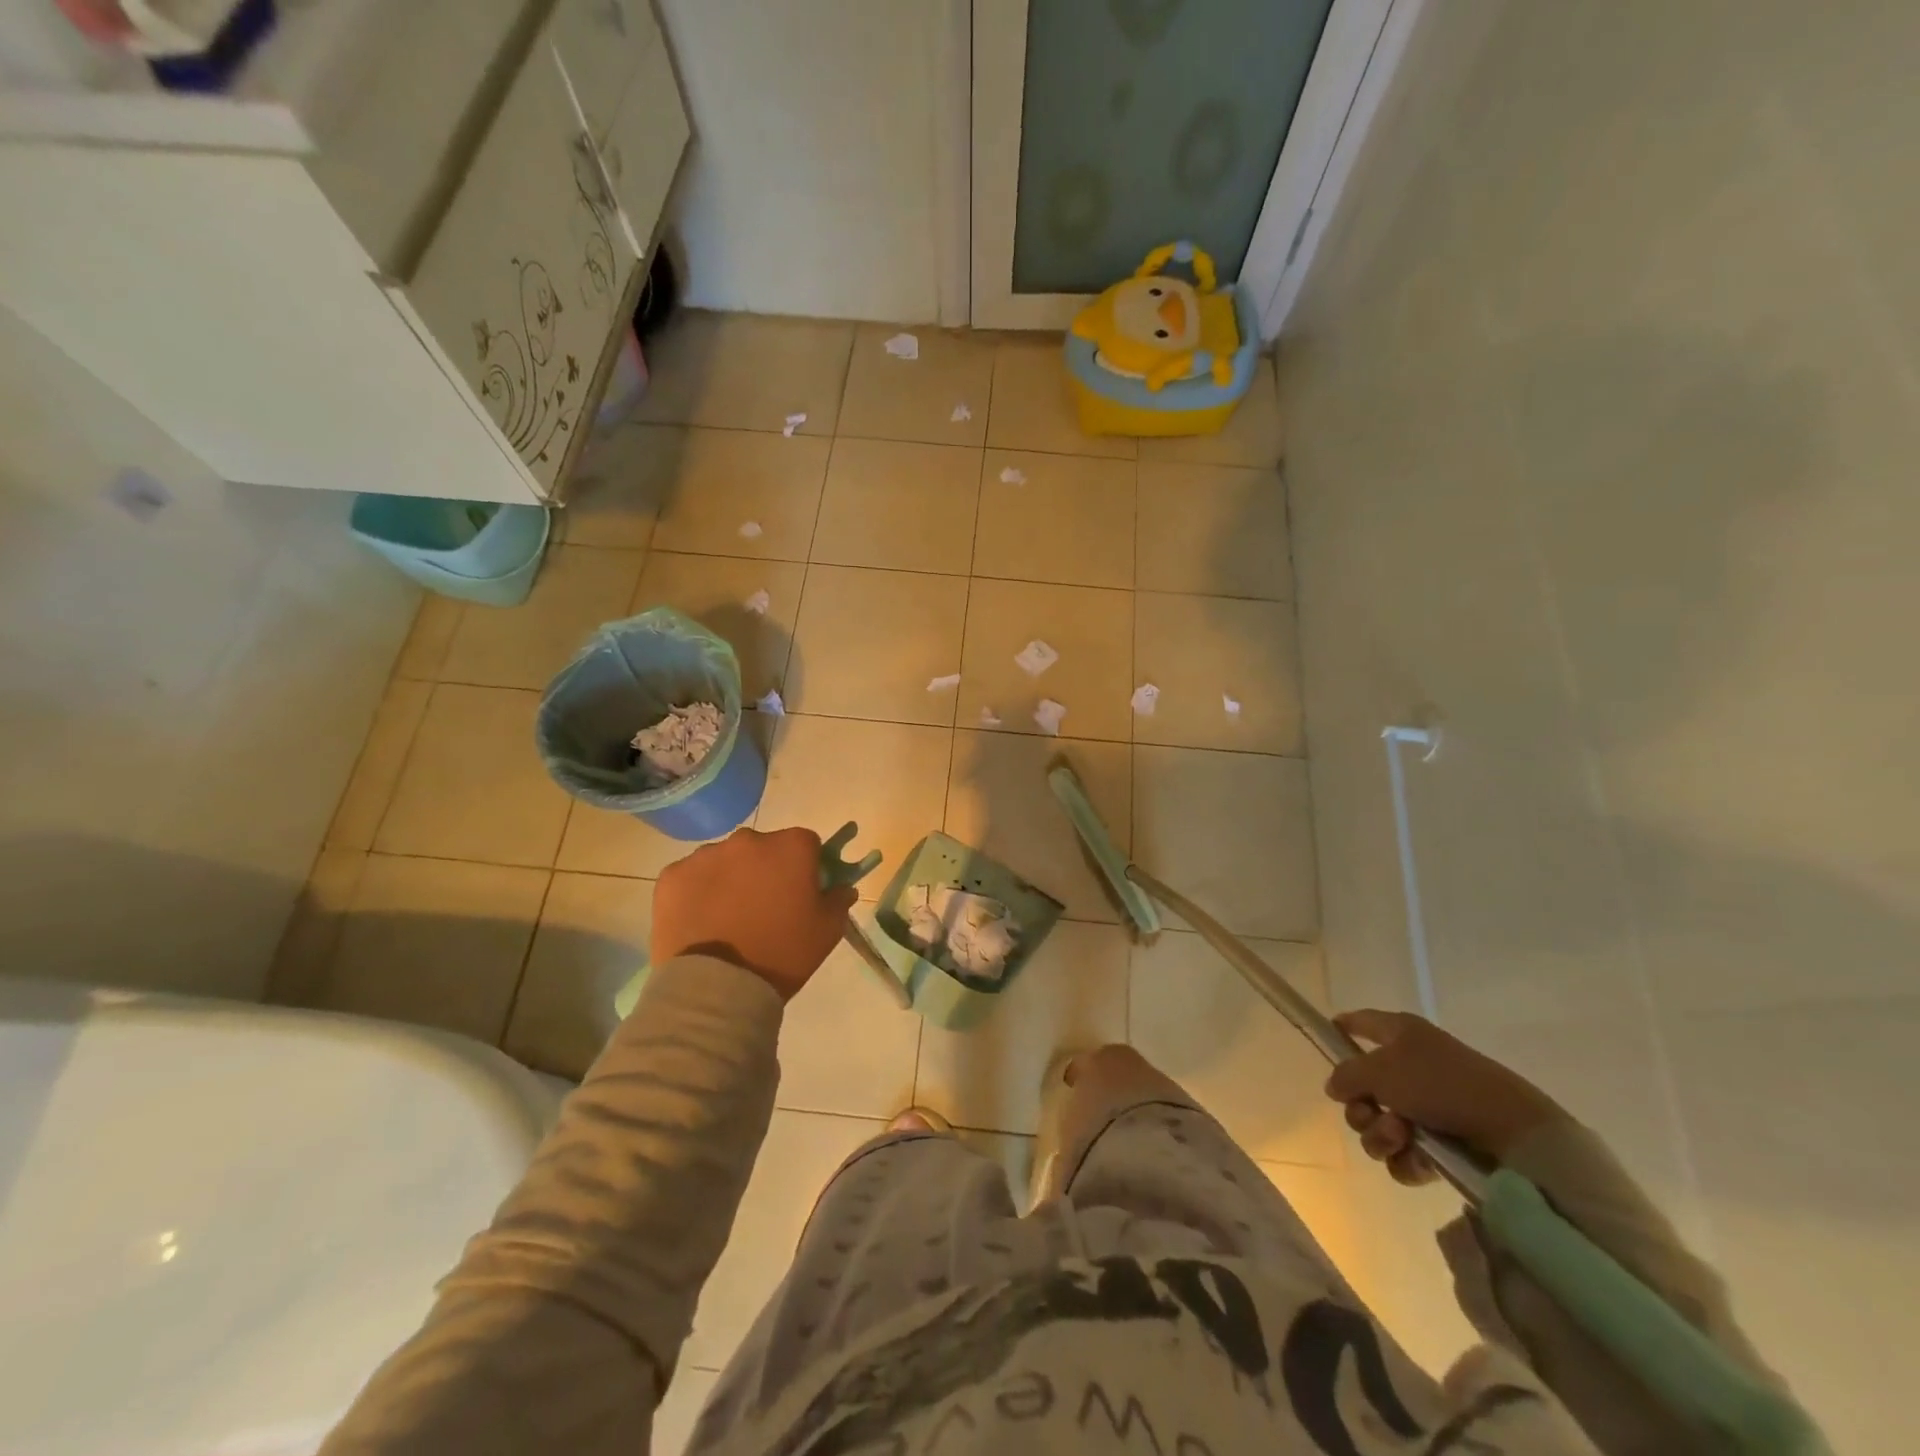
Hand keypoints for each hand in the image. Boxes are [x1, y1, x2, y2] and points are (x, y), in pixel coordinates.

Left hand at [651, 828, 858, 1000]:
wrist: (717, 987)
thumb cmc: (781, 954)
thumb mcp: (826, 932)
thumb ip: (838, 900)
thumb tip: (841, 887)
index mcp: (791, 846)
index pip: (807, 844)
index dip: (806, 867)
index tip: (801, 893)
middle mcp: (749, 839)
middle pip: (763, 848)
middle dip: (766, 869)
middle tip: (764, 908)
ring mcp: (706, 854)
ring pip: (725, 860)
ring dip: (730, 878)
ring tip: (727, 919)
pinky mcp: (672, 875)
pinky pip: (692, 876)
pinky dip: (697, 892)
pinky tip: (700, 921)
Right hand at [1324, 1009, 1565, 1185]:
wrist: (1511, 1131)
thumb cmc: (1440, 1084)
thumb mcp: (1381, 1071)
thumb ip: (1347, 1074)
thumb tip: (1335, 1085)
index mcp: (1400, 1034)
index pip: (1362, 1022)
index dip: (1342, 1028)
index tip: (1327, 1039)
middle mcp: (1411, 1066)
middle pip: (1363, 1087)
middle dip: (1360, 1108)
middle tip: (1372, 1114)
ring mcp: (1428, 1106)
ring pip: (1380, 1123)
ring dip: (1381, 1135)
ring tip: (1401, 1139)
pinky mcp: (1443, 1143)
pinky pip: (1404, 1152)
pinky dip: (1405, 1158)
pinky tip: (1418, 1161)